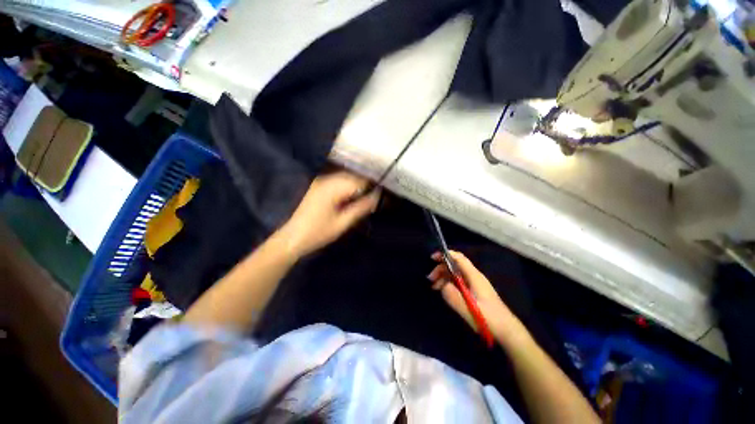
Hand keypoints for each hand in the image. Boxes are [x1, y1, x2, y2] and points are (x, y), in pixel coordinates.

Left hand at [278, 171, 379, 256]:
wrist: (292, 238)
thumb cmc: (318, 233)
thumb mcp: (342, 223)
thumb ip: (360, 208)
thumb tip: (376, 197)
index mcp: (332, 188)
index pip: (358, 181)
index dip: (371, 186)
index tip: (380, 195)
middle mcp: (326, 180)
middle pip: (352, 177)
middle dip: (364, 185)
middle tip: (374, 198)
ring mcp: (320, 182)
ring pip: (345, 178)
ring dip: (356, 186)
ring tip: (364, 199)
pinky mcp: (318, 186)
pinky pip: (337, 182)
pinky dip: (347, 187)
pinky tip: (351, 197)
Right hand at [427, 251, 527, 345]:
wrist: (507, 330)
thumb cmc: (489, 319)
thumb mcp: (469, 308)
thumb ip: (453, 296)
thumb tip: (441, 285)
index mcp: (474, 276)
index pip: (459, 258)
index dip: (445, 255)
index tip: (433, 258)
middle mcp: (474, 276)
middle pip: (455, 265)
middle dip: (441, 268)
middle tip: (430, 279)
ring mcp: (475, 284)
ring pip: (455, 273)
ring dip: (444, 277)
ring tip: (434, 287)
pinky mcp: (474, 291)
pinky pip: (459, 281)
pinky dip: (449, 284)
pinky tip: (444, 291)